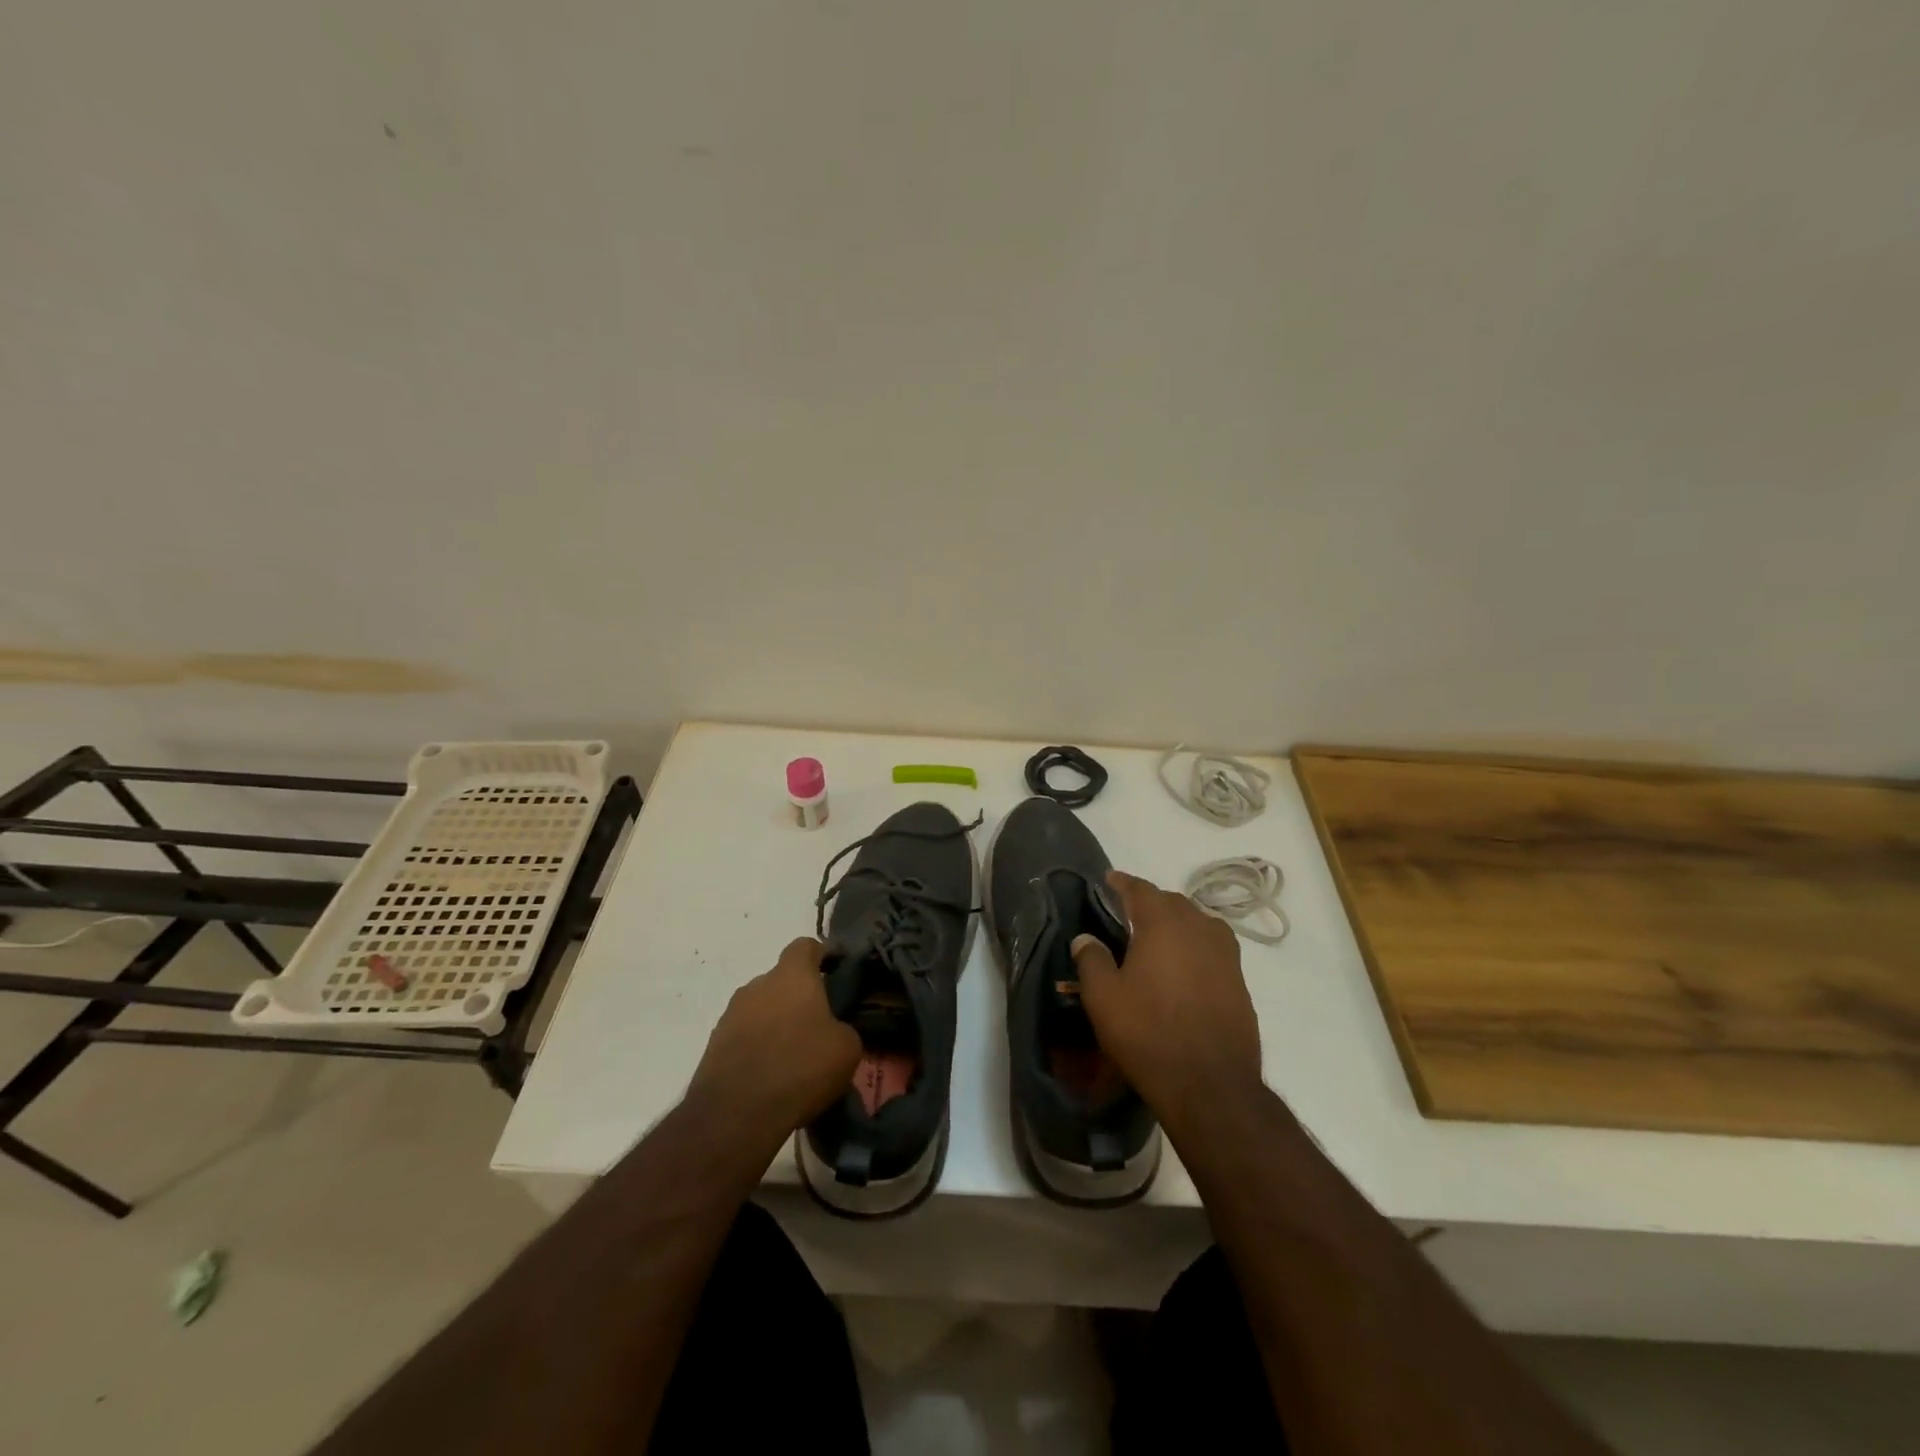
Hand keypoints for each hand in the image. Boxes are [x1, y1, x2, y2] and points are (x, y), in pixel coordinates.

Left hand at [688, 938, 860, 1136]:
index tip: (837, 975)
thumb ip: (844, 1027)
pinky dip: (758, 1047)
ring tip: (794, 1057)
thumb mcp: (847, 1048)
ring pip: (762, 1008)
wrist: (735, 1115)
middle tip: (819, 1026)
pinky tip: (771, 1076)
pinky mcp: (714, 1044)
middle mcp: (758, 984)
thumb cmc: (800, 1068)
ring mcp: (731, 1014)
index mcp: (792, 975)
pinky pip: (745, 1036)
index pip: (806, 946)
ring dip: (777, 1024)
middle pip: (783, 980)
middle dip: (800, 998)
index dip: (823, 956)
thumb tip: (833, 1030)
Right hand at [1072, 871, 1263, 1131]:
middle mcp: (1199, 929)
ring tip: (1159, 938)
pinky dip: (1196, 947)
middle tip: (1129, 914)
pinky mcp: (1240, 982)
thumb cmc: (1148, 1033)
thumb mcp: (1104, 998)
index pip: (1141, 890)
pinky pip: (1214, 949)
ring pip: (1199, 923)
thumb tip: (1086, 938)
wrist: (1211, 1085)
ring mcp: (1225, 956)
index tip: (1109, 880)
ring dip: (1178, 923)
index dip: (1123, 883)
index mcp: (1163, 924)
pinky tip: (1184, 968)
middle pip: (1173, 902)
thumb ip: (1091, 960)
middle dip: (1151, 902)